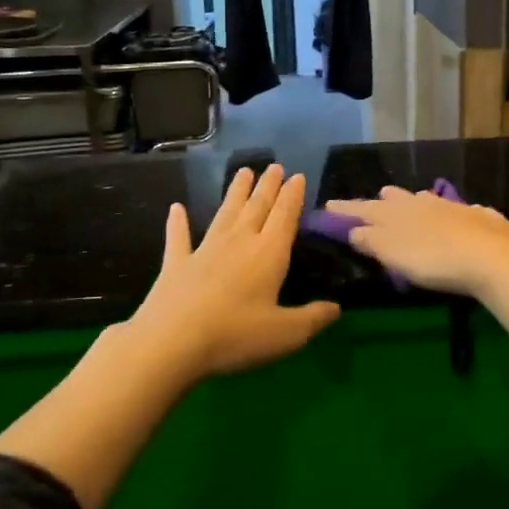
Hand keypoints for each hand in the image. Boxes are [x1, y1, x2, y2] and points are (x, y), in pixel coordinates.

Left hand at [126, 165, 339, 378]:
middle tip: (274, 166)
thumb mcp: (286, 334)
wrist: (171, 342)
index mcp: (268, 254)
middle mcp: (239, 242)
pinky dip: (178, 222)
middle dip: (268, 186)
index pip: (284, 216)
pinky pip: (179, 237)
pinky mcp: (176, 263)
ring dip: (235, 192)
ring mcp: (205, 250)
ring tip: (243, 172)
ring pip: (225, 213)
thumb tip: (337, 308)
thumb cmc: (235, 335)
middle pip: (257, 207)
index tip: (297, 176)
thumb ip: (313, 319)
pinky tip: (176, 208)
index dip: (292, 196)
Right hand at [323, 187, 508, 298]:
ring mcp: (453, 208)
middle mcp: (423, 203)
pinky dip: (453, 212)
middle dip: (384, 200)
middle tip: (376, 198)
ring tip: (413, 200)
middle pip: (397, 199)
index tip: (328, 205)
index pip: (364, 209)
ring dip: (416, 200)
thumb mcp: (393, 254)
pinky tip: (459, 214)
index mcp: (397, 213)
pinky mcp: (480, 218)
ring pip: (428, 199)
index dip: (345, 210)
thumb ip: (371, 241)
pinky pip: (460, 210)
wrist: (490, 257)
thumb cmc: (433, 259)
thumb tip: (353, 229)